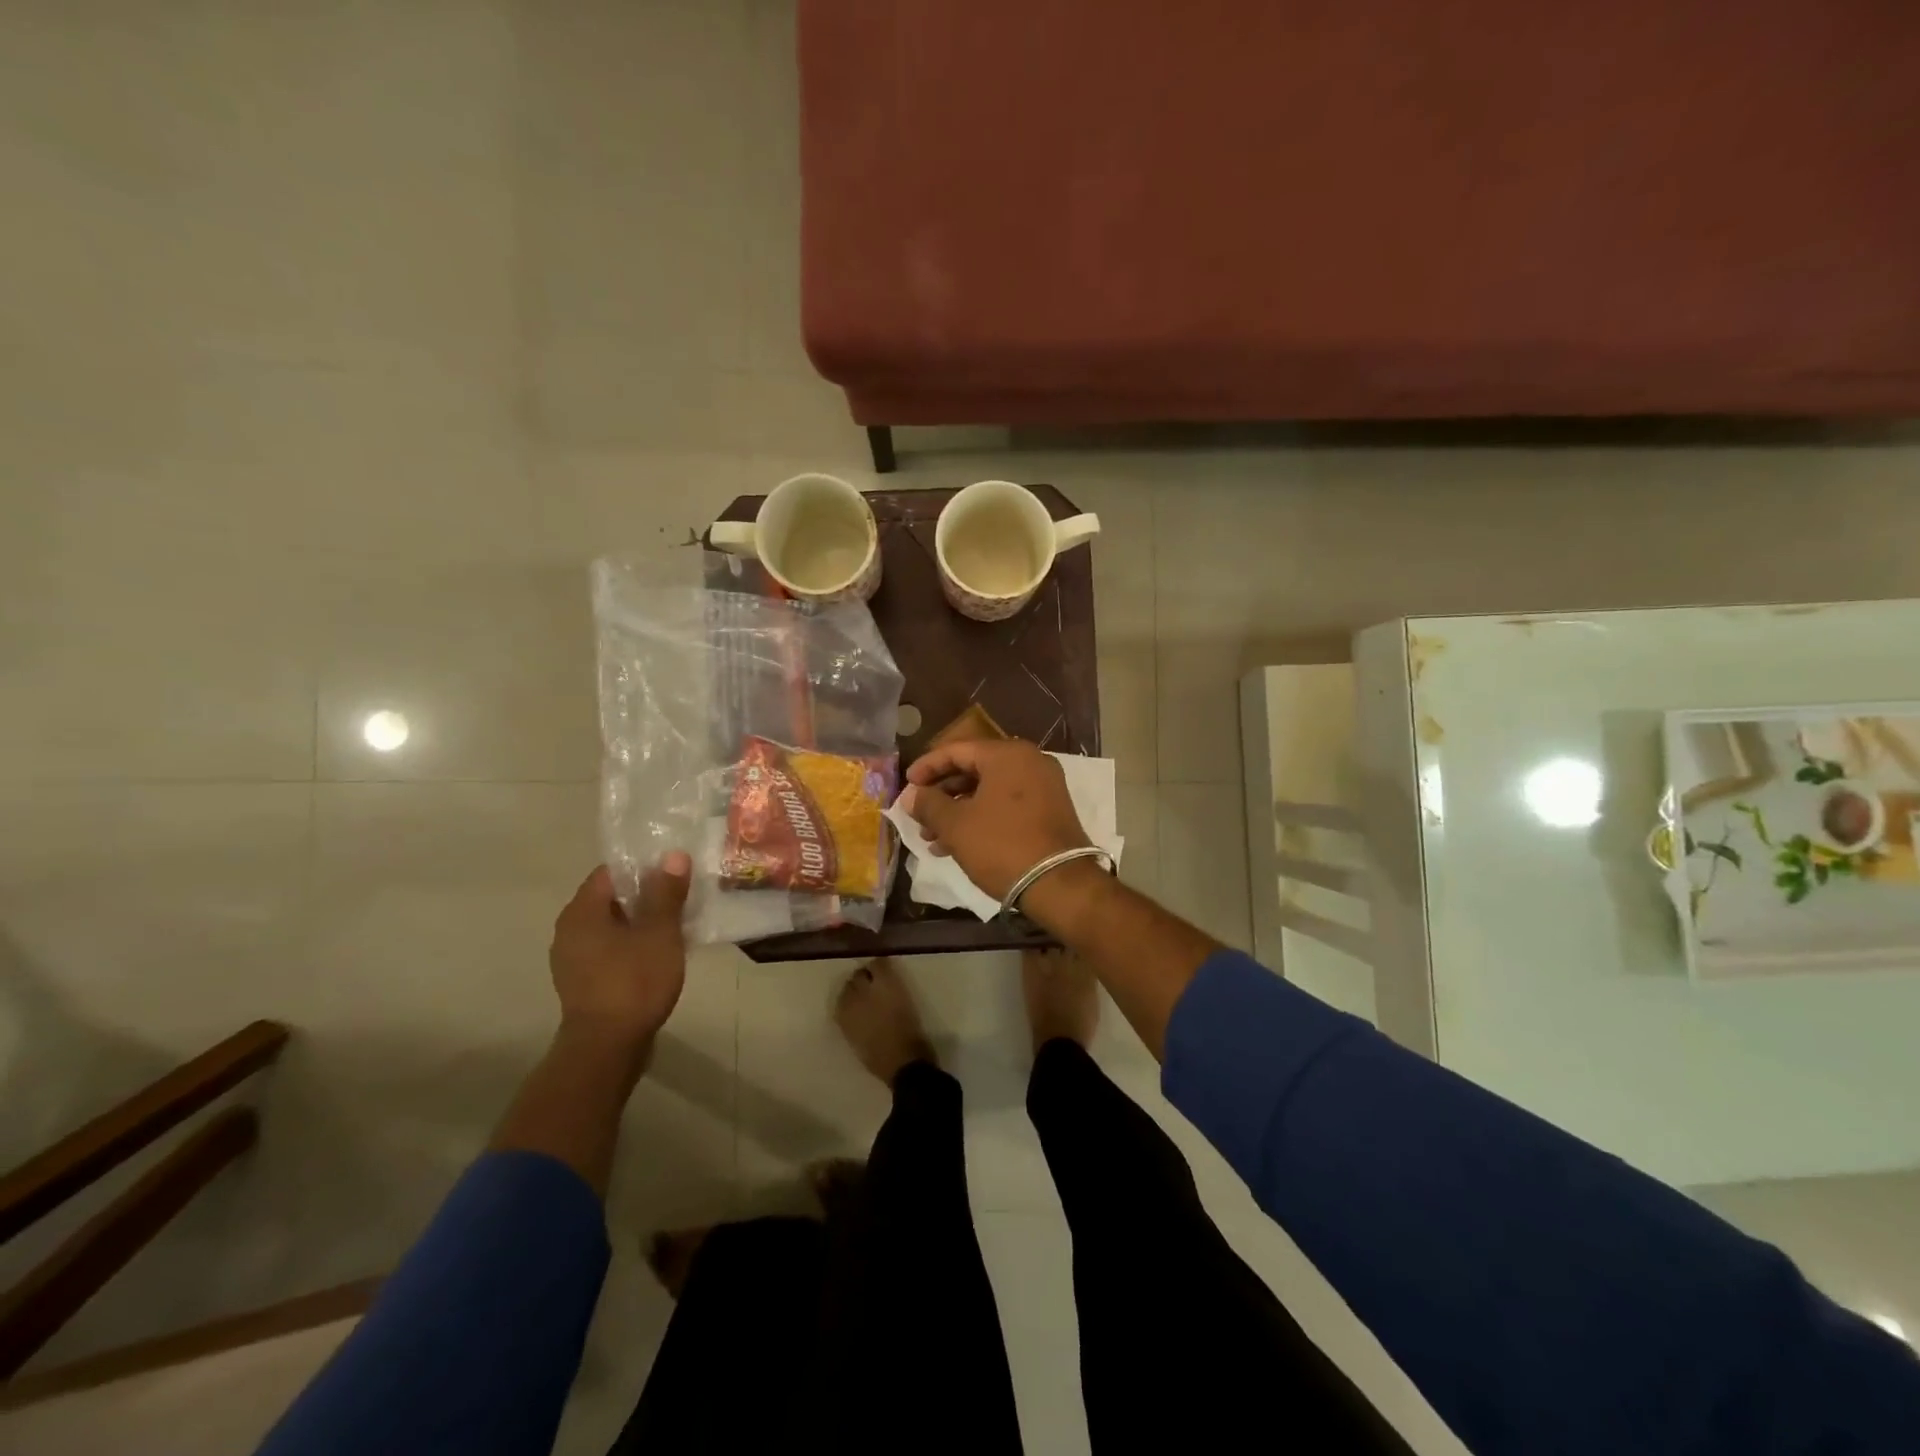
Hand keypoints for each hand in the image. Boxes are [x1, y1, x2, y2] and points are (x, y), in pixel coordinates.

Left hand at [548, 856, 690, 1051]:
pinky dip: (634, 946)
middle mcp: (569, 931)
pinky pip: (611, 950)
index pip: (611, 872)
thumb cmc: (633, 983)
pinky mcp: (584, 983)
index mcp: (581, 912)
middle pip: (612, 899)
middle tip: (683, 895)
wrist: (607, 1049)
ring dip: (642, 923)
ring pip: (613, 927)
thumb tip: (672, 856)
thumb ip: (666, 893)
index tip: (675, 871)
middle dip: (647, 895)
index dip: (644, 866)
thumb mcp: (659, 933)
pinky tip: (661, 954)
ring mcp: (573, 960)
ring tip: (677, 924)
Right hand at [902, 740, 1091, 899]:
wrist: (1060, 884)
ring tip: (931, 839)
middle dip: (942, 795)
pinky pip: (1006, 805)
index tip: (906, 786)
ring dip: (958, 811)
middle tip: (918, 816)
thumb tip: (911, 796)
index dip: (926, 767)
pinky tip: (957, 845)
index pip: (956, 750)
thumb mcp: (956, 825)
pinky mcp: (1050, 810)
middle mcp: (1030, 761)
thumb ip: (928, 804)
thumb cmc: (1001, 846)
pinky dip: (981, 818)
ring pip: (989, 791)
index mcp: (1007, 754)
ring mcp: (1044, 786)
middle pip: (974, 769)